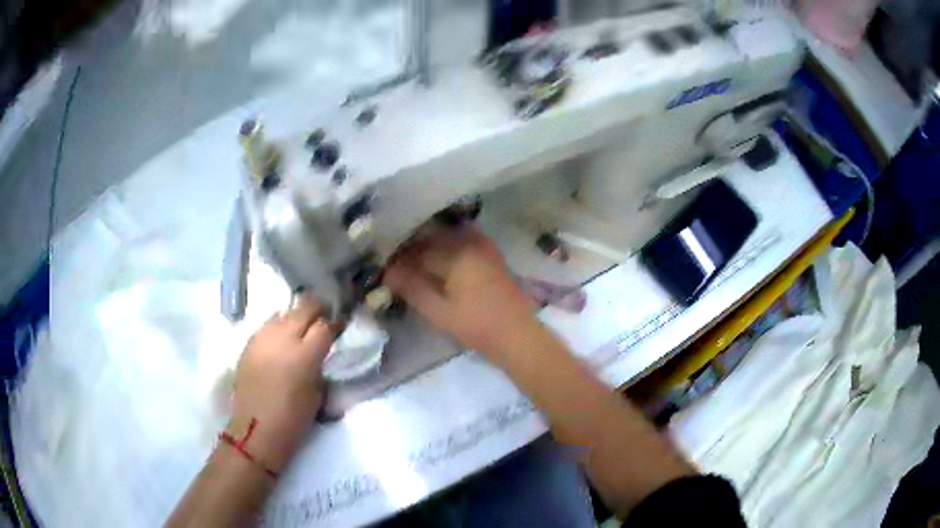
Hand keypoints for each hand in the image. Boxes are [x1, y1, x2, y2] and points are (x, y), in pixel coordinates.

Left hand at [227, 295, 335, 473]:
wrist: (255, 430)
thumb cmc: (292, 420)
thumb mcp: (317, 394)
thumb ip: (319, 367)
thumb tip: (320, 353)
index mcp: (305, 354)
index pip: (325, 325)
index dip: (335, 324)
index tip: (341, 327)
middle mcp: (283, 338)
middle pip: (304, 308)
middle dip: (317, 310)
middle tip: (324, 319)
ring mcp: (262, 338)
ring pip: (283, 313)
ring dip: (296, 317)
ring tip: (301, 328)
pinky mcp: (249, 344)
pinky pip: (267, 326)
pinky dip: (278, 327)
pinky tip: (282, 340)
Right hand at [384, 226, 537, 357]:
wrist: (516, 335)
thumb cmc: (475, 325)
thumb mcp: (438, 311)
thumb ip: (411, 288)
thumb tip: (387, 272)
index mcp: (456, 253)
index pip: (418, 249)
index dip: (399, 258)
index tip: (386, 268)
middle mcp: (470, 242)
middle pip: (432, 238)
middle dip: (413, 249)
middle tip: (397, 266)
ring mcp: (484, 247)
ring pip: (447, 239)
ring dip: (430, 247)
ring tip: (416, 265)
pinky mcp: (492, 255)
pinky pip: (463, 243)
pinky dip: (448, 249)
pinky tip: (440, 264)